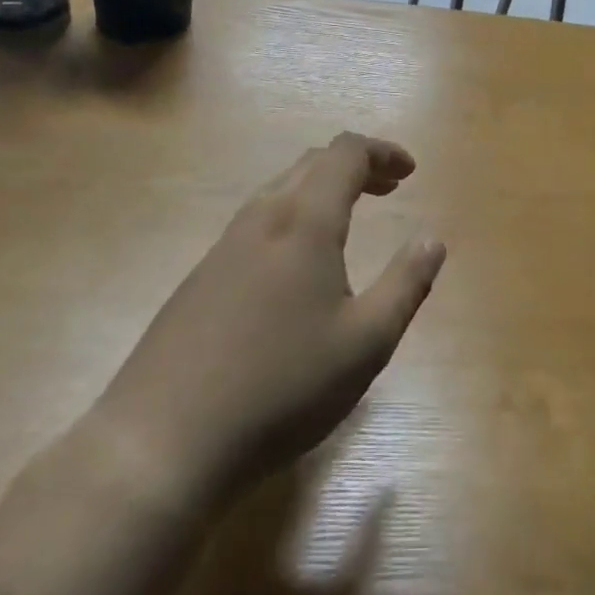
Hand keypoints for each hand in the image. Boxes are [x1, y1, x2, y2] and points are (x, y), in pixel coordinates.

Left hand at [94, 133, 446, 503]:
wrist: (162, 441)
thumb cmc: (281, 388)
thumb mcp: (366, 343)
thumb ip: (406, 284)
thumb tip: (433, 239)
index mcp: (304, 221)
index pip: (345, 153)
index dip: (382, 152)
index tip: (410, 172)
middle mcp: (262, 219)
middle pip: (311, 163)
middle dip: (357, 166)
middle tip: (389, 189)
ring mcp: (224, 246)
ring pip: (280, 189)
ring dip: (322, 188)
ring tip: (349, 216)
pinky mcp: (200, 277)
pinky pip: (257, 221)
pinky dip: (293, 214)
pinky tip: (298, 263)